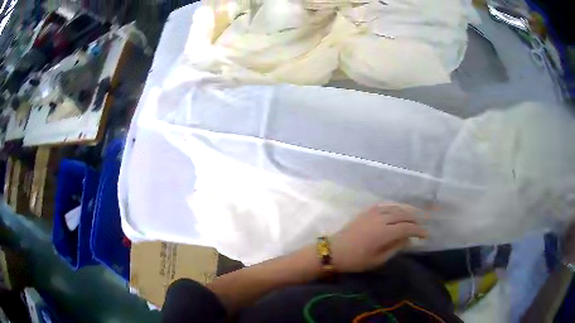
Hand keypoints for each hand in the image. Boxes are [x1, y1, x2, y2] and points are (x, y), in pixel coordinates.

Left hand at [330, 203, 427, 272]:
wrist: (333, 250)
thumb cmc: (355, 260)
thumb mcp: (377, 259)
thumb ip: (395, 248)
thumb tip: (408, 239)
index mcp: (384, 232)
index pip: (407, 228)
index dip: (419, 230)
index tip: (426, 235)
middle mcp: (381, 219)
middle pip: (404, 215)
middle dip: (415, 219)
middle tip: (423, 224)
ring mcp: (373, 213)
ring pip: (395, 208)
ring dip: (407, 212)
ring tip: (414, 217)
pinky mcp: (366, 211)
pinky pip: (385, 205)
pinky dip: (395, 207)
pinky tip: (398, 210)